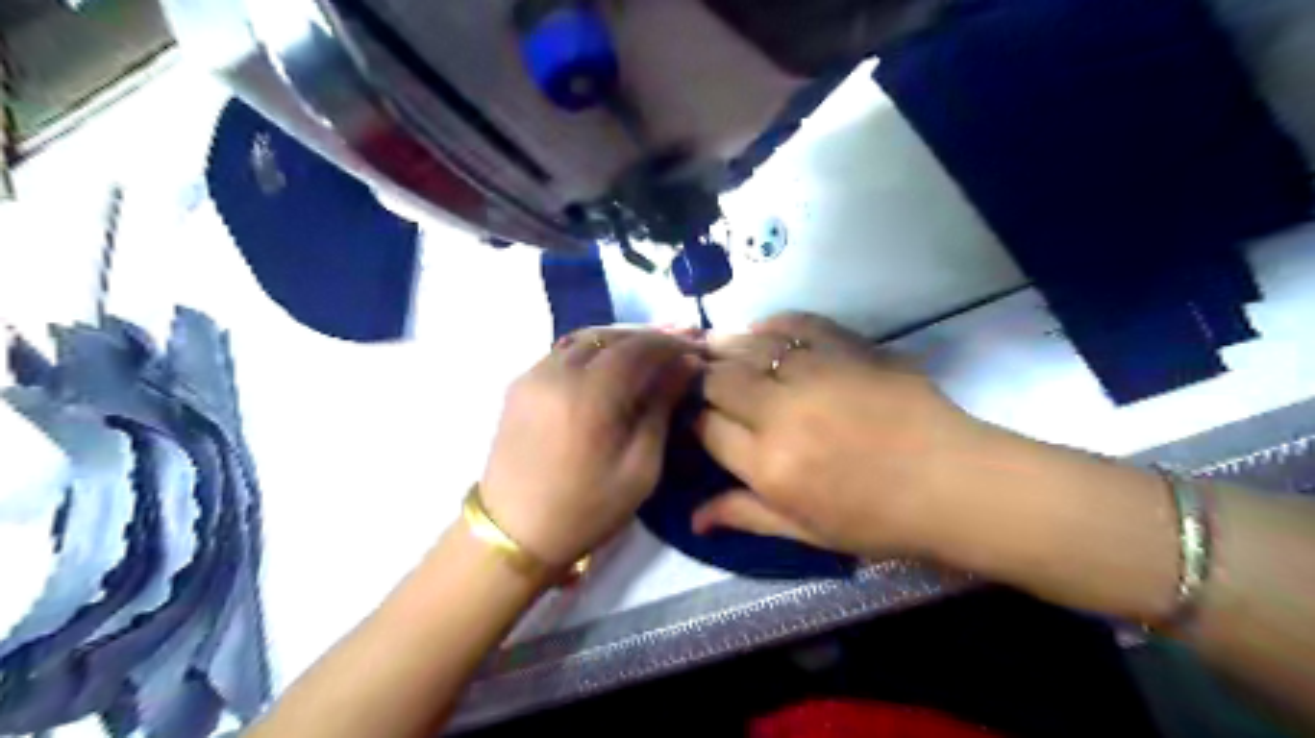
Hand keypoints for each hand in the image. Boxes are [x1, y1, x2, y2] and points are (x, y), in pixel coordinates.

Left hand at [481, 330, 703, 567]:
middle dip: (648, 336)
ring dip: (621, 339)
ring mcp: (533, 375)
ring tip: (650, 349)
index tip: (697, 349)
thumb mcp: (640, 468)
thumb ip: (661, 409)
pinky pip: (563, 351)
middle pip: (610, 336)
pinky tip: (612, 362)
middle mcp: (557, 373)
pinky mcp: (520, 383)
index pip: (637, 348)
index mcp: (589, 397)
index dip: (671, 344)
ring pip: (585, 338)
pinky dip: (594, 349)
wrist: (514, 533)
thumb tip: (684, 366)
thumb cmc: (587, 510)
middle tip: (680, 342)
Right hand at [689, 312, 987, 558]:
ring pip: (749, 345)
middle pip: (719, 380)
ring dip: (725, 345)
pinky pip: (796, 323)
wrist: (955, 484)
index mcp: (769, 466)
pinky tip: (760, 329)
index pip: (706, 427)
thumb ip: (746, 515)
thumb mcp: (806, 533)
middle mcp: (782, 414)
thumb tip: (692, 520)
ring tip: (714, 345)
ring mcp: (816, 374)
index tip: (698, 416)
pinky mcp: (847, 348)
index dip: (693, 418)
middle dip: (702, 377)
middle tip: (701, 377)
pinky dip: (771, 323)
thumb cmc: (879, 521)